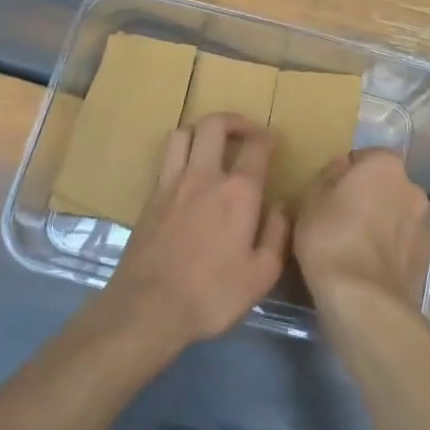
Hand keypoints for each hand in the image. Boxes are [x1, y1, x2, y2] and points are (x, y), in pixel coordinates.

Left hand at [103, 113, 288, 346]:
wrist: (147, 308)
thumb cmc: (211, 294)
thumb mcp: (261, 274)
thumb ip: (276, 234)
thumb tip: (282, 206)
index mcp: (238, 192)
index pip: (256, 146)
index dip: (268, 137)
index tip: (275, 141)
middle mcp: (204, 176)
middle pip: (214, 125)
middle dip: (234, 121)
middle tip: (246, 133)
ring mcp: (172, 183)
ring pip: (184, 133)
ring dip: (202, 131)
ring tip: (213, 145)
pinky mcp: (150, 197)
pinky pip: (167, 158)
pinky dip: (181, 152)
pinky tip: (188, 173)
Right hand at [295, 148, 429, 307]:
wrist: (363, 297)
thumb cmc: (331, 236)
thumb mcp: (312, 197)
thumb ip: (330, 174)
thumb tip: (344, 166)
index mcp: (386, 164)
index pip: (364, 157)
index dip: (345, 174)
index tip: (330, 194)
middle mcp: (412, 186)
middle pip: (384, 184)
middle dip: (368, 195)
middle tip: (341, 217)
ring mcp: (423, 222)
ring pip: (395, 213)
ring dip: (381, 221)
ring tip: (355, 245)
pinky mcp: (426, 255)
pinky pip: (401, 241)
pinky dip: (388, 246)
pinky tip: (367, 264)